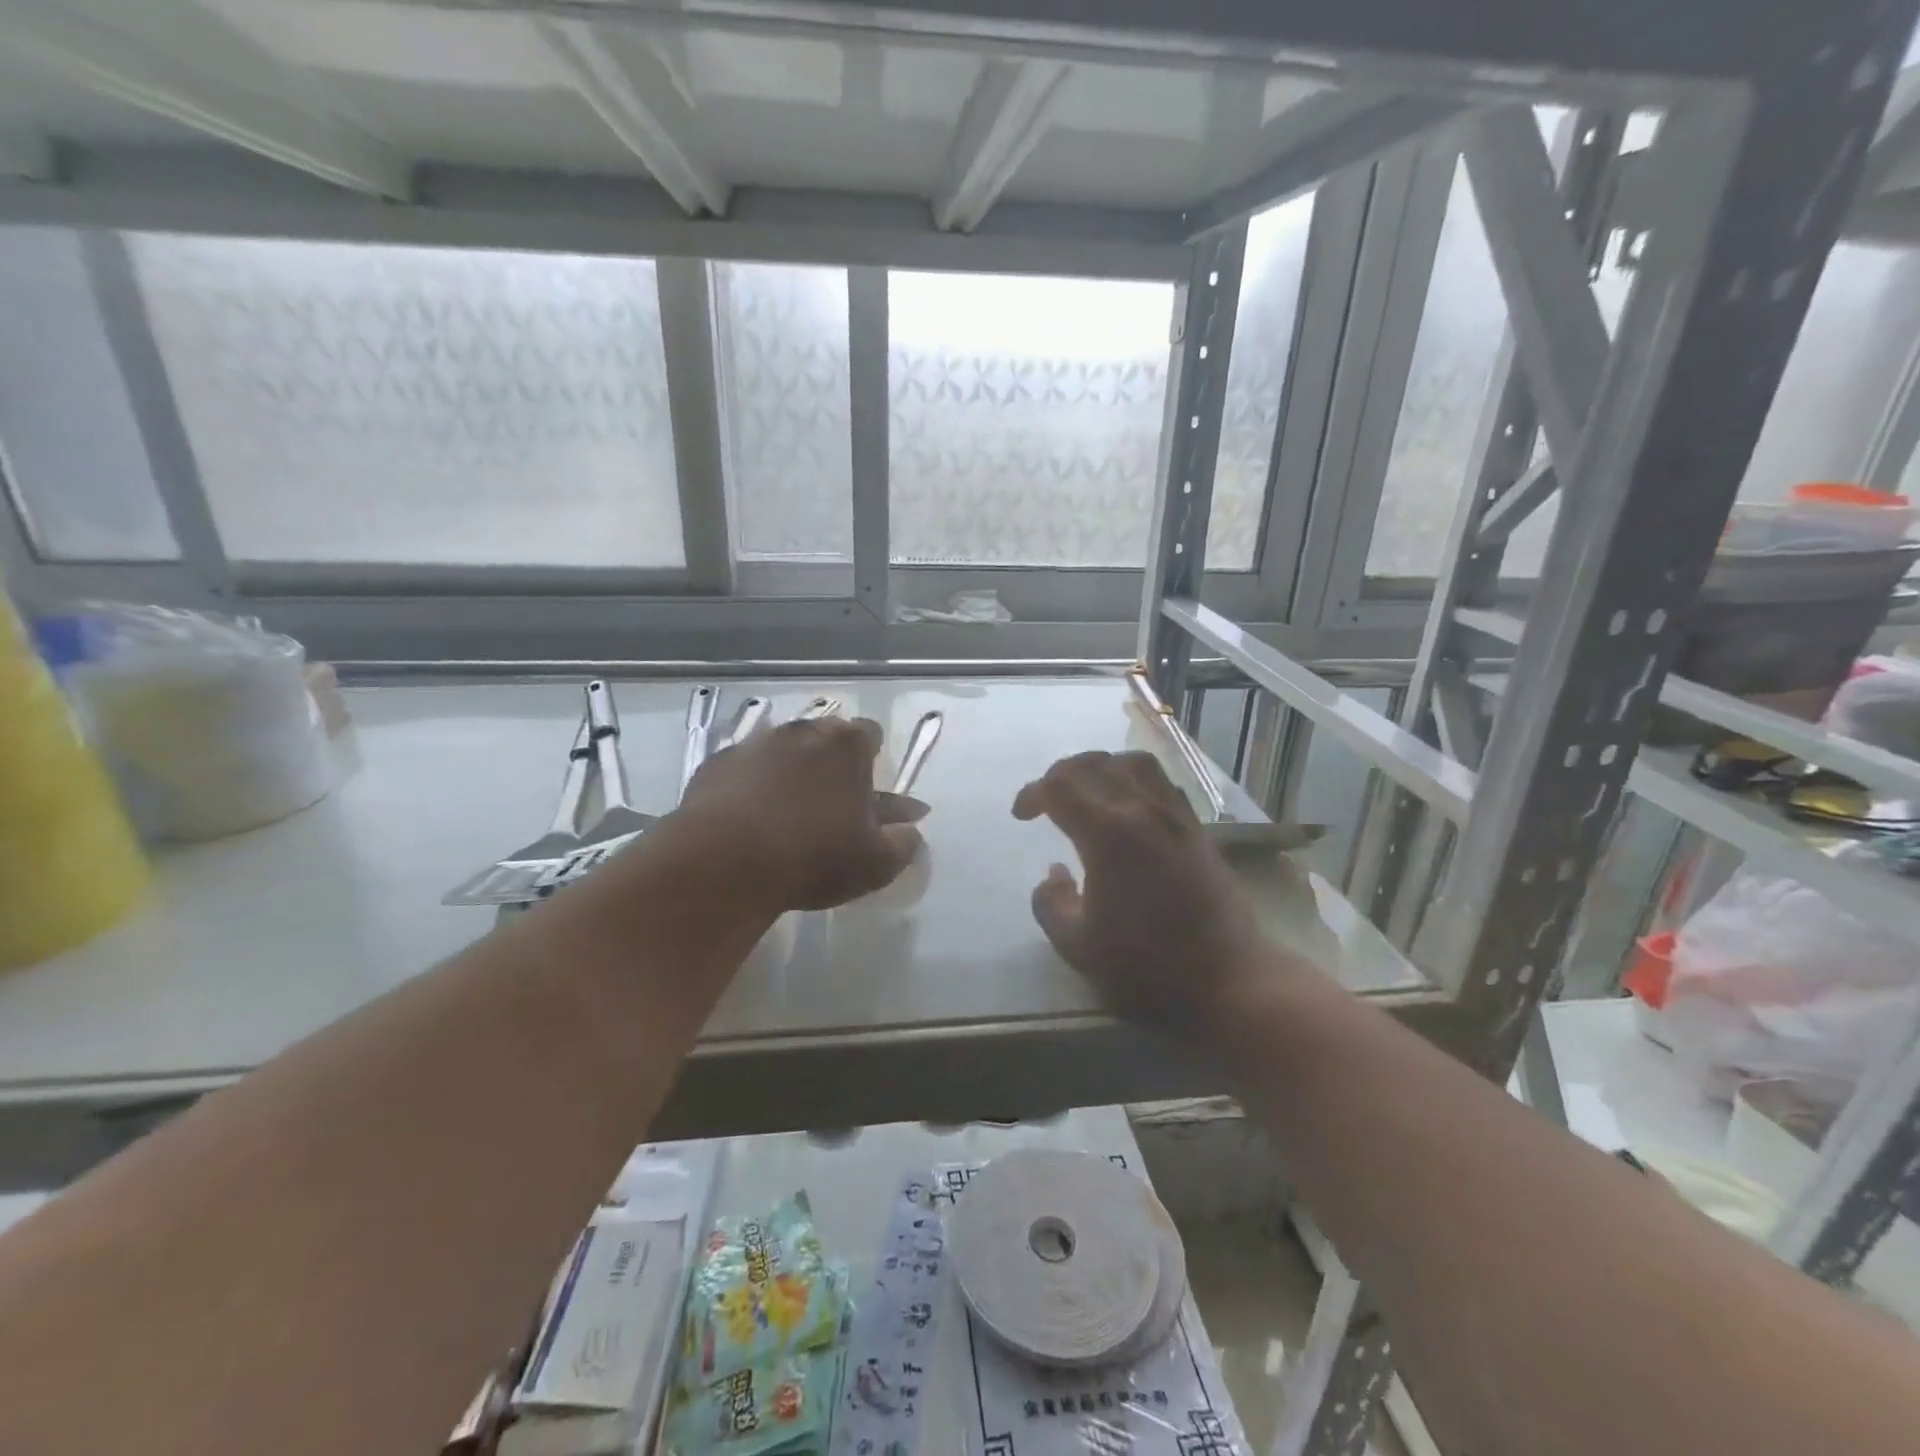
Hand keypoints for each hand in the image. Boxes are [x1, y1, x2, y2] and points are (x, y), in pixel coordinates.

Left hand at [673, 716, 924, 911]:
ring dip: (789, 770)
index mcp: (848, 746)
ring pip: (782, 750)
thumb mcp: (875, 863)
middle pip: (824, 736)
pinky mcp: (716, 764)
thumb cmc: (814, 857)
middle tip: (830, 801)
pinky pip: (744, 768)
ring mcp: (755, 745)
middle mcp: (802, 732)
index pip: (870, 733)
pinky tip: (748, 817)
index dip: (871, 757)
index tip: (866, 787)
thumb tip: (912, 829)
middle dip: (830, 760)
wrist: (724, 865)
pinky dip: (751, 785)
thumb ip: (903, 843)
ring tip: (787, 810)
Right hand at [1012, 751, 1280, 1040]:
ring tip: (1087, 793)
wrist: (1229, 982)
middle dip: (1060, 774)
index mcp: (1108, 835)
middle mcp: (1143, 811)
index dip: (1032, 794)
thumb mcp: (1077, 947)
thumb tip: (1053, 873)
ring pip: (1134, 763)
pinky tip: (1128, 808)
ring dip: (1101, 768)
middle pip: (1094, 764)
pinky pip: (1162, 782)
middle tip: (1045, 800)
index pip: (1060, 787)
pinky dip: (1134, 779)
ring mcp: (1176, 816)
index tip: (1021, 816)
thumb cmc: (1148, 969)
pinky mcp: (1198, 829)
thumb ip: (1050, 904)